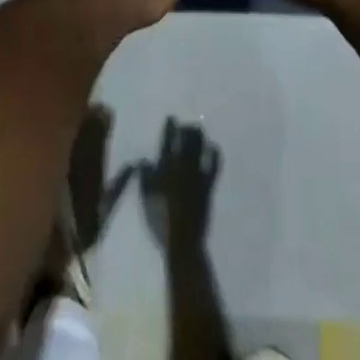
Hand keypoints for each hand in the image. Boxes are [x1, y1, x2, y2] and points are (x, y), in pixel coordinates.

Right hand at [137, 119, 219, 254]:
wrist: (183, 241)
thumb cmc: (160, 219)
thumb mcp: (146, 198)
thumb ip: (145, 177)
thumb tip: (145, 160)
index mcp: (166, 167)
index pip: (168, 141)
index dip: (170, 128)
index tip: (172, 118)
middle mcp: (183, 165)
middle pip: (187, 140)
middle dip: (187, 129)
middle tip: (186, 125)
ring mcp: (198, 174)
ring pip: (200, 147)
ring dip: (199, 136)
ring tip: (198, 130)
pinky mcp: (208, 184)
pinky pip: (214, 165)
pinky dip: (214, 153)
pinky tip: (214, 147)